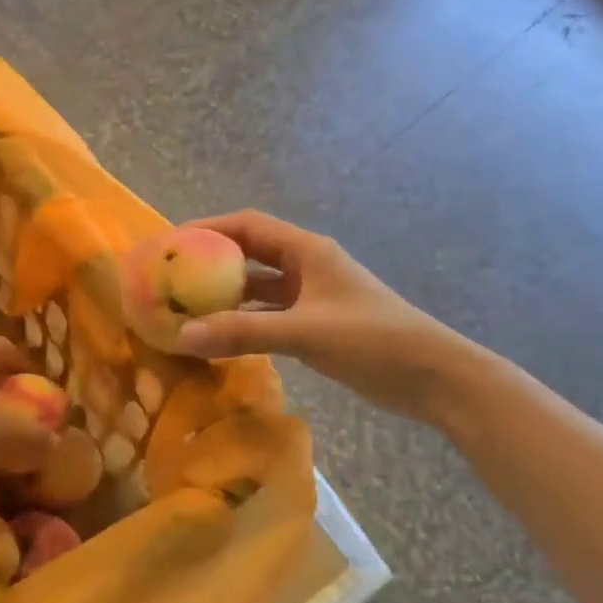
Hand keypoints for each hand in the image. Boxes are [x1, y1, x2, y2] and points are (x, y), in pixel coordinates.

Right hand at [176, 211, 465, 422]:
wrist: (432, 376)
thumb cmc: (372, 340)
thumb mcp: (305, 333)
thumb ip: (244, 333)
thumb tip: (183, 335)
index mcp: (307, 251)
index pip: (247, 225)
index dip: (208, 228)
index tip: (171, 243)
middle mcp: (306, 266)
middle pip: (250, 254)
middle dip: (211, 263)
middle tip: (171, 279)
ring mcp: (313, 297)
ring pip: (259, 288)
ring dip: (227, 297)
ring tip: (186, 309)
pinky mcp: (317, 325)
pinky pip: (270, 316)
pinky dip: (245, 323)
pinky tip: (221, 338)